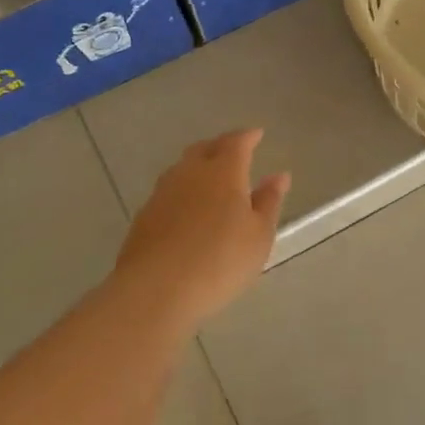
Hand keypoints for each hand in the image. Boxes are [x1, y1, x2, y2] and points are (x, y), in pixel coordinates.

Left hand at [111, 129, 290, 327]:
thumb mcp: (258, 235)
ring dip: (198, 167)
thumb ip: (268, 201)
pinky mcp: (144, 215)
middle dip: (221, 146)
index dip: (248, 137)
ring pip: (183, 168)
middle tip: (234, 153)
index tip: (257, 134)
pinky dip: (183, 191)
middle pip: (205, 149)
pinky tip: (188, 209)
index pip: (236, 142)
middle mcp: (190, 173)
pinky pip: (169, 191)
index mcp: (223, 172)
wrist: (155, 290)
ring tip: (212, 180)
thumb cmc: (220, 261)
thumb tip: (279, 175)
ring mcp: (162, 193)